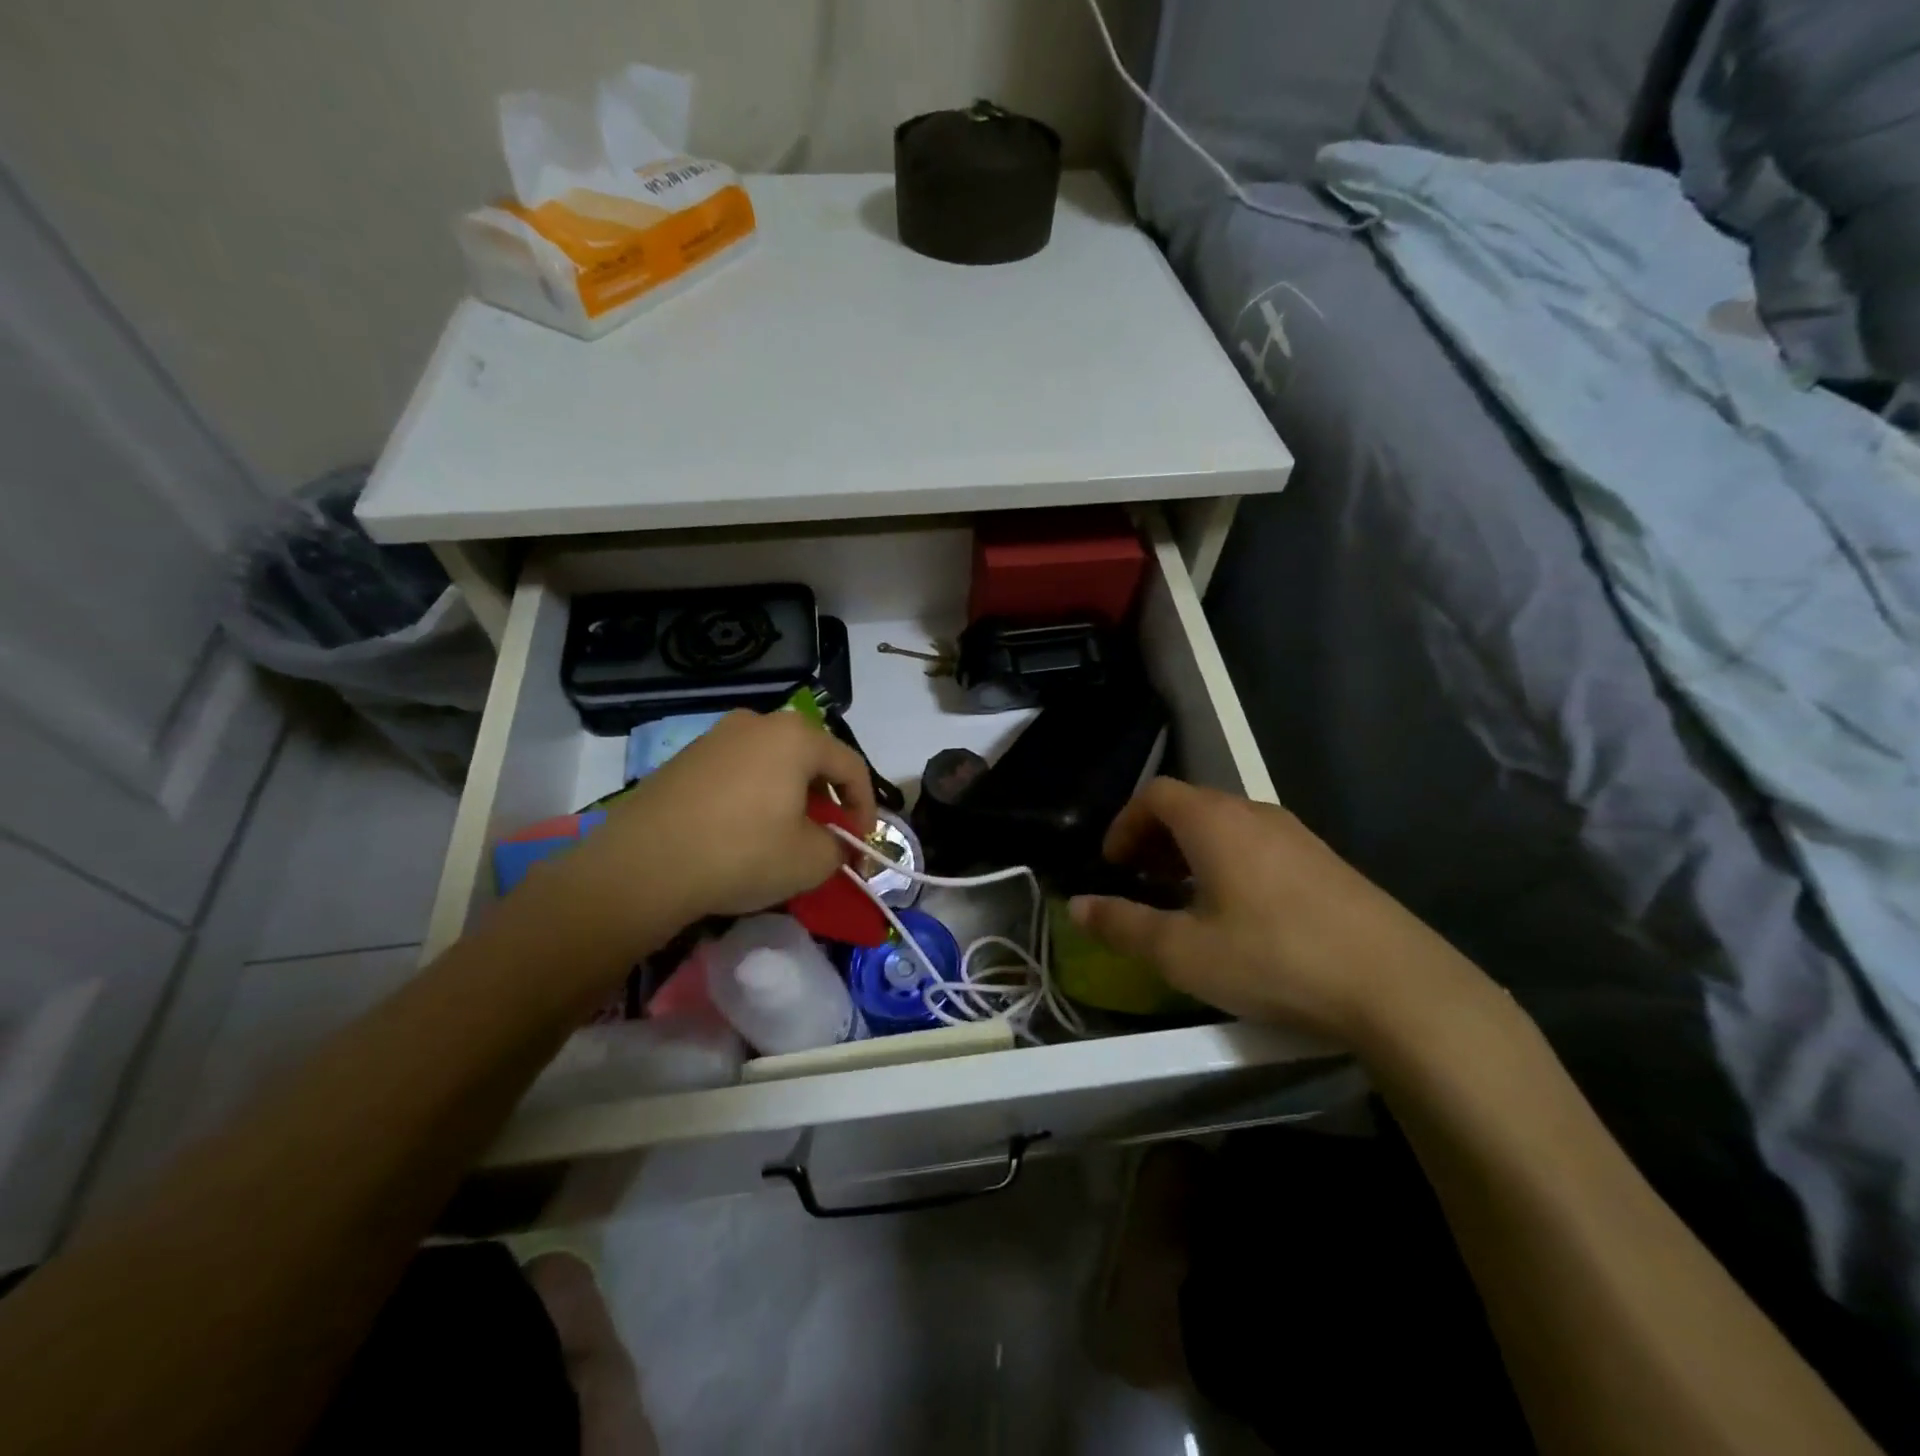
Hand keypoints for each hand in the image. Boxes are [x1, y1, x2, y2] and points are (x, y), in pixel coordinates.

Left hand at [552, 710, 876, 951]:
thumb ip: (838, 846)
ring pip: (772, 763)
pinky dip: (754, 796)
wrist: (641, 866)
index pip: (850, 766)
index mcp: (795, 736)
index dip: (865, 806)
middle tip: (827, 836)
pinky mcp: (684, 759)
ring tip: (785, 834)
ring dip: (789, 796)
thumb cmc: (741, 853)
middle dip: (826, 798)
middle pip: (810, 758)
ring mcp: (715, 737)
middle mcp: (757, 723)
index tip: (861, 843)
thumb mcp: (810, 861)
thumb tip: (833, 843)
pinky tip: (743, 831)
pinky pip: (737, 773)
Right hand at [1069, 779, 1488, 1045]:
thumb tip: (1077, 906)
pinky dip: (1229, 863)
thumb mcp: (1183, 951)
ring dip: (1192, 852)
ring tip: (1184, 900)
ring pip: (1227, 826)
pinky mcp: (1325, 862)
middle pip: (1191, 805)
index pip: (1155, 794)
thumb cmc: (1274, 957)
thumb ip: (1123, 925)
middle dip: (1155, 838)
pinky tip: (1239, 914)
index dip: (1125, 823)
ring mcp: (1296, 835)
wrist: (1396, 984)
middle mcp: (1254, 813)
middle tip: (1141, 882)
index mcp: (1214, 821)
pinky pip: (1259, 846)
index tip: (1113, 864)